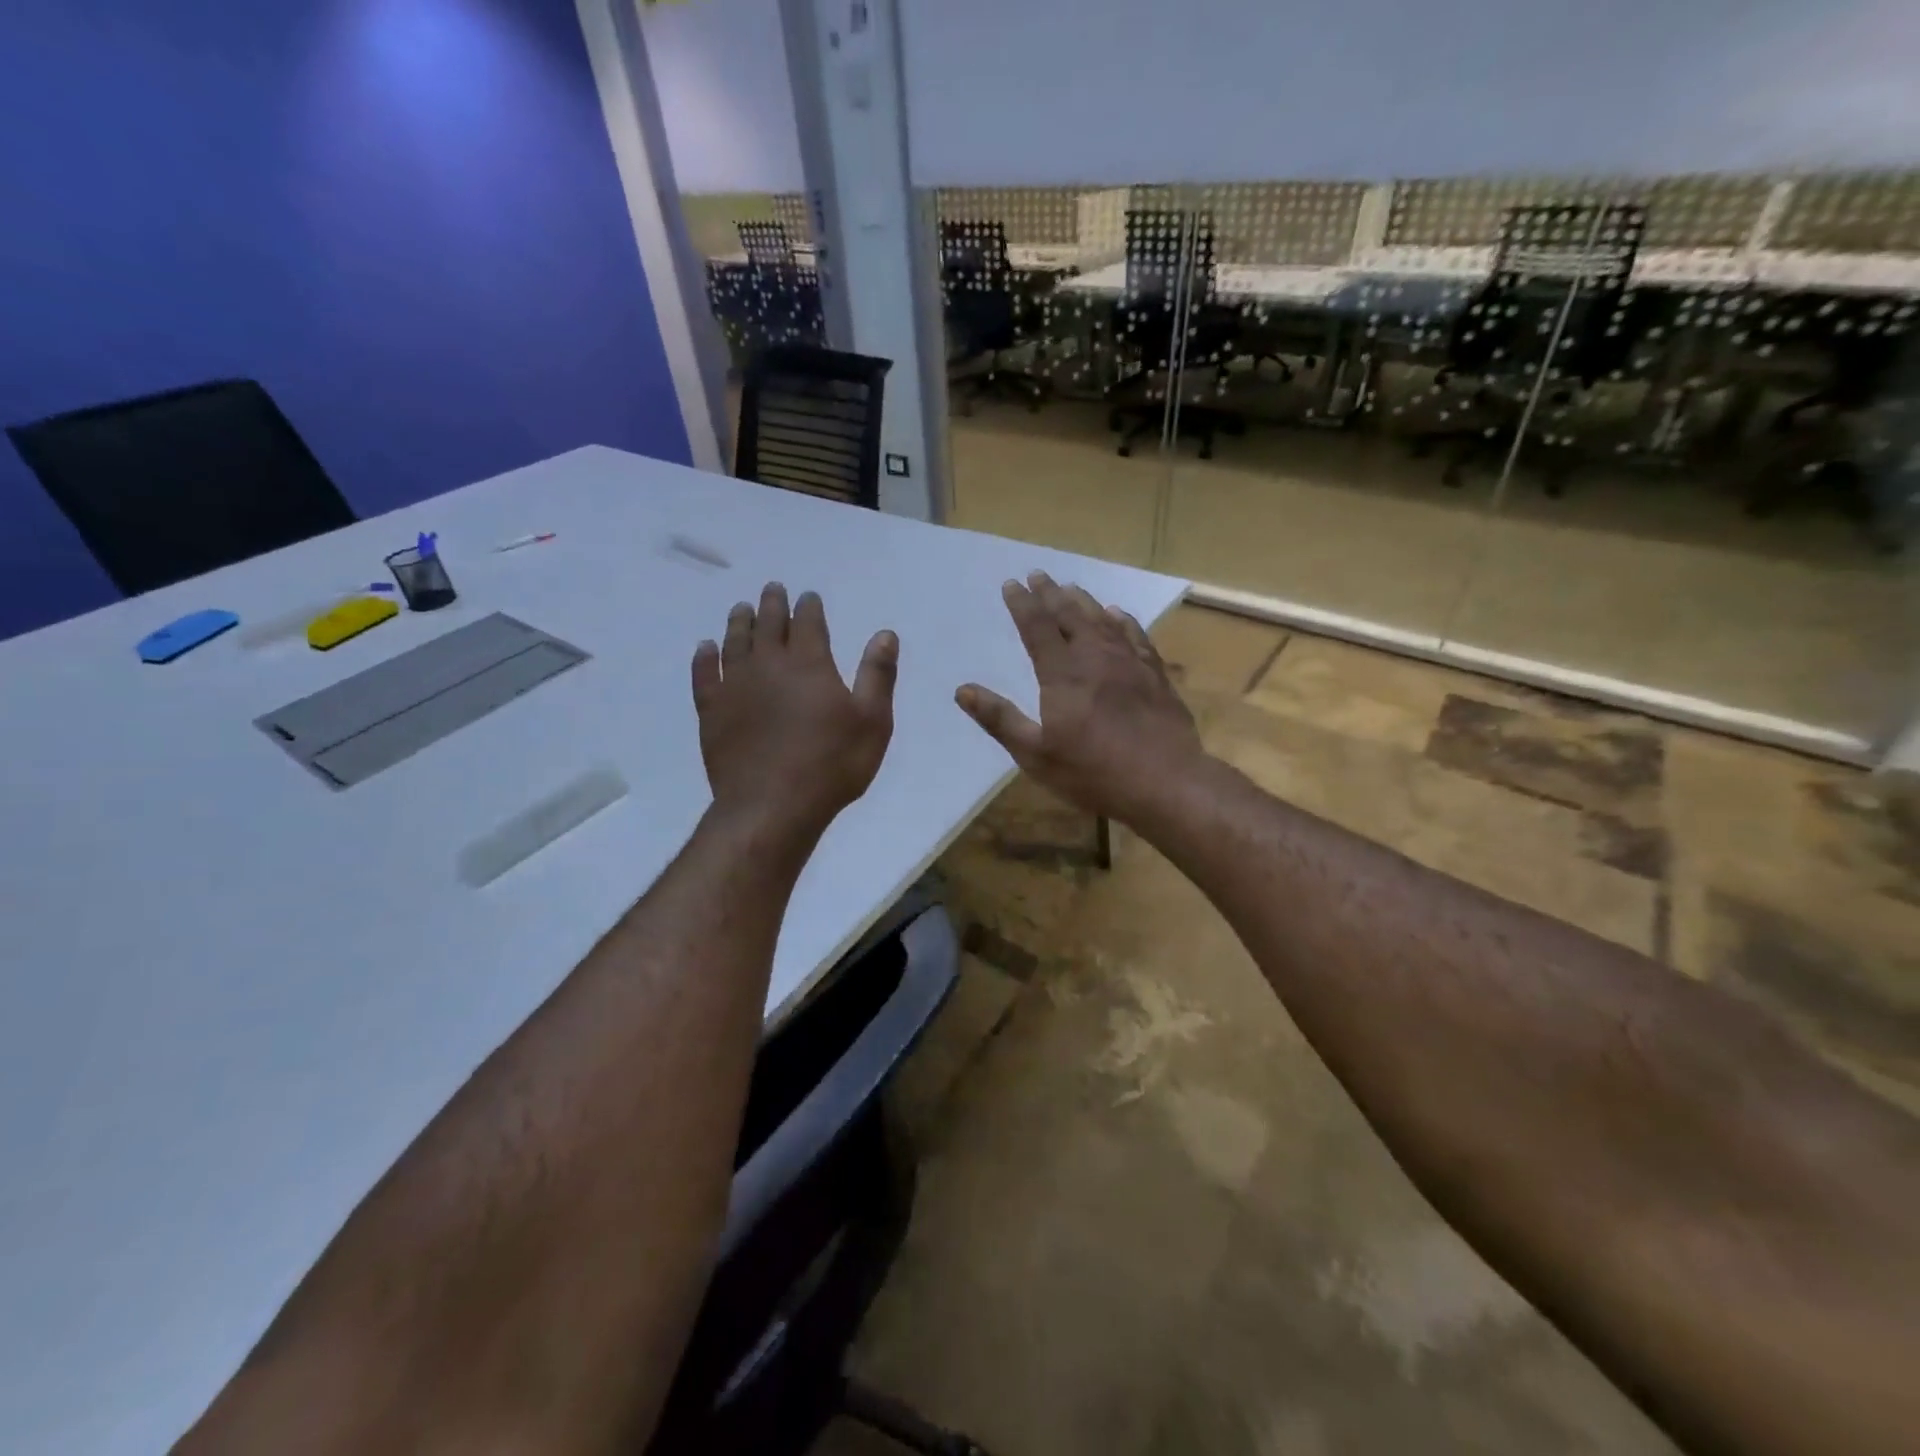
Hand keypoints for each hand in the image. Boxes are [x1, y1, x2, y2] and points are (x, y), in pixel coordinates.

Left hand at [692, 583, 897, 844]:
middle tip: (772, 590)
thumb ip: (877, 675)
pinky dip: (704, 657)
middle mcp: (769, 665)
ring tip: (741, 608)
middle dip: (772, 604)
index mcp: (810, 664)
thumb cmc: (831, 765)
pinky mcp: (711, 711)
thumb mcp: (872, 722)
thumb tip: (885, 634)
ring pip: (735, 642)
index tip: (808, 595)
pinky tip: (705, 648)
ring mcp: (735, 686)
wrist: (771, 806)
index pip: (808, 622)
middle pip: (768, 624)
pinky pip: (704, 675)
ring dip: (739, 622)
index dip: (809, 606)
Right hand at [956, 571, 1202, 825]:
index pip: (1036, 627)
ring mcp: (1129, 663)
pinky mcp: (1155, 675)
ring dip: (1084, 601)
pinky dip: (1122, 620)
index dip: (1022, 604)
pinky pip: (1135, 636)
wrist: (1165, 782)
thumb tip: (962, 691)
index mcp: (1062, 674)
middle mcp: (1095, 658)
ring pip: (1102, 621)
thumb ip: (1000, 719)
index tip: (1011, 584)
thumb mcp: (1035, 754)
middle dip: (1051, 594)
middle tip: (1038, 575)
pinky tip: (1117, 615)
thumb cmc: (1093, 773)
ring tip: (1071, 588)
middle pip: (1069, 615)